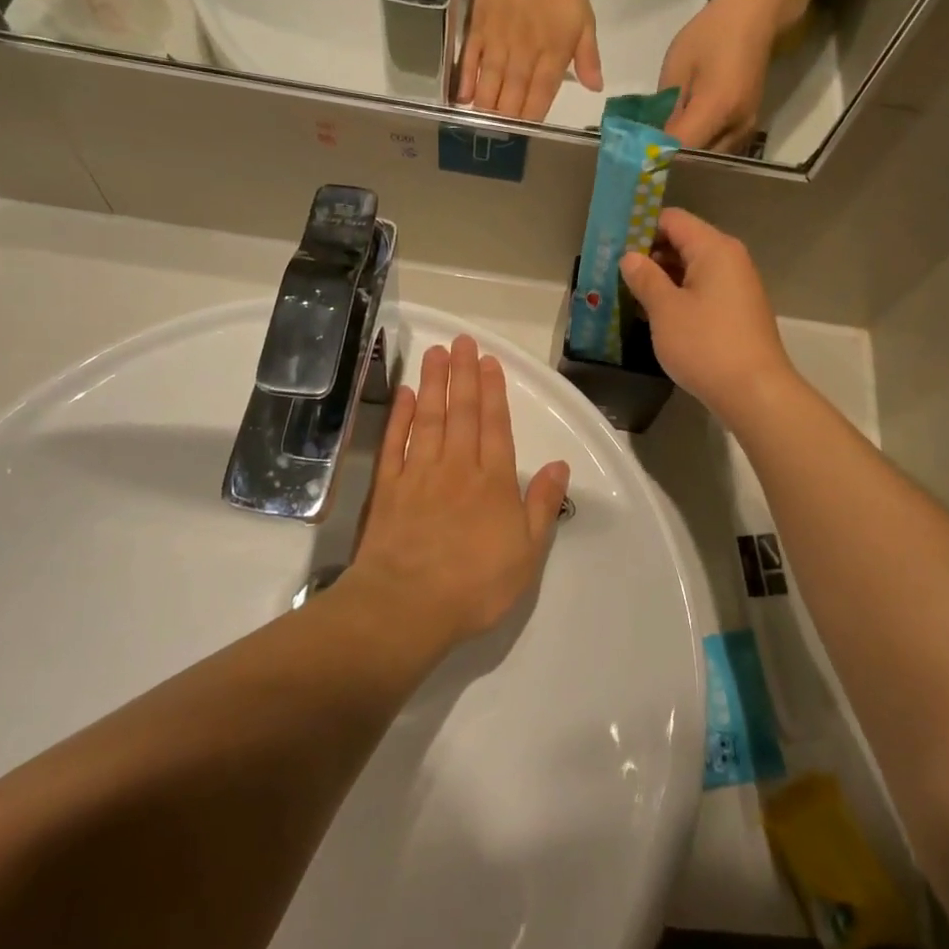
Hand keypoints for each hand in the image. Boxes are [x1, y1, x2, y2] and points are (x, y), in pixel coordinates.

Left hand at [351, 336, 570, 646]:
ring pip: (429, 418)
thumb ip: (542, 506)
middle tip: (463, 340)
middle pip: (462, 412)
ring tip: (437, 352)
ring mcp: (419, 474)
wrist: (406, 607)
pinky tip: (406, 394)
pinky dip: (401, 416)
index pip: (495, 426)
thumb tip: (560, 466)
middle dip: (464, 374)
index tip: (490, 361)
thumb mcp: (527, 554)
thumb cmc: (475, 585)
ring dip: (434, 382)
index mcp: (493, 482)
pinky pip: (396, 443)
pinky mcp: (388, 488)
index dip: (493, 391)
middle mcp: (457, 467)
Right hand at [460, 0, 601, 121]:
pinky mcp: (476, 34)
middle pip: (512, 98)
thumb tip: (595, 87)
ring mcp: (496, 46)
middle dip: (508, 122)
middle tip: (504, 138)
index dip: (533, 118)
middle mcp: (522, 57)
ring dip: (487, 110)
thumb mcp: (583, 18)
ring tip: (485, 128)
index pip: (540, 97)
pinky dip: (465, 83)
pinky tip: (463, 101)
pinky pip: (469, 64)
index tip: (529, 134)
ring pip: (490, 87)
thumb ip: (588, 55)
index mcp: (551, 55)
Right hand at [619, 209, 794, 423]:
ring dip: (661, 278)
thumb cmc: (706, 345)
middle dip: (648, 254)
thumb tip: (630, 257)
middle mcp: (730, 259)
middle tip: (613, 272)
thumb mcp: (665, 310)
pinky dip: (678, 295)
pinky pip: (702, 290)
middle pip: (683, 241)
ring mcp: (737, 286)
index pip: (672, 220)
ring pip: (692, 268)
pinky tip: (655, 313)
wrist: (755, 392)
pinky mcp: (737, 311)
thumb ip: (645, 278)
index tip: (612, 245)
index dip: (640, 227)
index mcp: (714, 248)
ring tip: (627, 293)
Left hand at [658, 0, 776, 153]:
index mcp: (718, 107)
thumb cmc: (711, 34)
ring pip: (711, 160)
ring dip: (687, 161)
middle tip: (645, 161)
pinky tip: (683, 145)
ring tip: (661, 155)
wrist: (755, 17)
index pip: (682, 148)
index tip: (635, 161)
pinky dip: (701, 152)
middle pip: (699, 162)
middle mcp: (737, 126)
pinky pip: (721, 150)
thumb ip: (665, 108)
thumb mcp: (677, 67)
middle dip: (672, 163)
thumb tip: (652, 140)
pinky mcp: (749, 127)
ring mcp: (747, 129)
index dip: (658, 156)